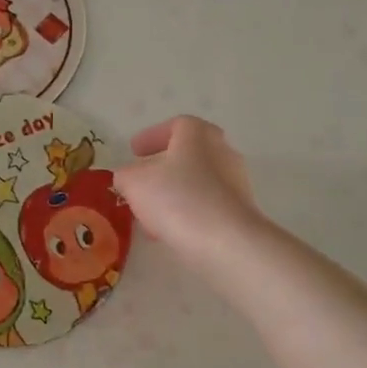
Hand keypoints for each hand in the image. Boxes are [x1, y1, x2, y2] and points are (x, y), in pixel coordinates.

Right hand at [114, 116, 263, 267]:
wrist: (227, 242)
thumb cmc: (177, 199)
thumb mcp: (134, 183)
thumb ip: (125, 175)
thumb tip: (128, 177)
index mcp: (197, 134)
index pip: (175, 125)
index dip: (152, 137)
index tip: (134, 151)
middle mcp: (222, 151)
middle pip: (188, 153)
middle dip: (162, 167)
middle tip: (142, 180)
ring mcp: (236, 182)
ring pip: (197, 181)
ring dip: (173, 193)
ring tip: (151, 213)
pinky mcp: (241, 211)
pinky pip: (207, 205)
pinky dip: (187, 212)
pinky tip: (170, 230)